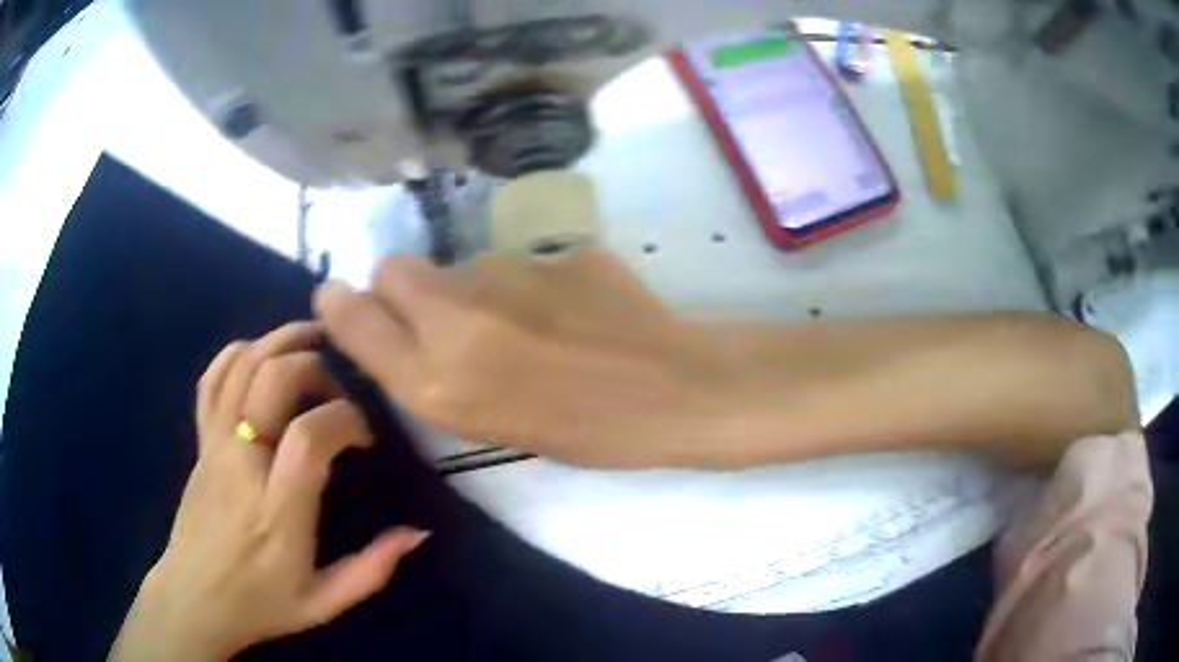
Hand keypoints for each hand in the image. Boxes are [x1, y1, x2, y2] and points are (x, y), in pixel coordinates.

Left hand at [109, 323, 428, 661]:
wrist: (195, 598)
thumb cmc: (262, 604)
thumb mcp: (325, 603)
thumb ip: (372, 569)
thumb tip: (416, 531)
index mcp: (277, 512)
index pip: (309, 436)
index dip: (346, 419)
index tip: (364, 437)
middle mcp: (242, 465)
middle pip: (272, 380)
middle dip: (315, 369)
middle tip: (337, 395)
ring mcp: (215, 446)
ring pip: (241, 366)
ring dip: (280, 343)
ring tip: (311, 345)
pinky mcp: (200, 440)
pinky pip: (212, 378)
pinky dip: (238, 354)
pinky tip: (262, 356)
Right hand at [314, 250, 726, 467]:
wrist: (671, 391)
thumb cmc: (584, 434)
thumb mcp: (490, 425)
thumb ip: (435, 372)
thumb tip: (411, 326)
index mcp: (436, 381)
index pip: (349, 314)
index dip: (341, 305)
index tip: (347, 306)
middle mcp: (455, 317)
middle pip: (392, 269)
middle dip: (404, 290)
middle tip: (445, 320)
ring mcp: (506, 274)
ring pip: (458, 266)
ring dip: (472, 289)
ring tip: (527, 326)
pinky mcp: (551, 251)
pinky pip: (516, 262)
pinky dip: (526, 282)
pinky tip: (568, 310)